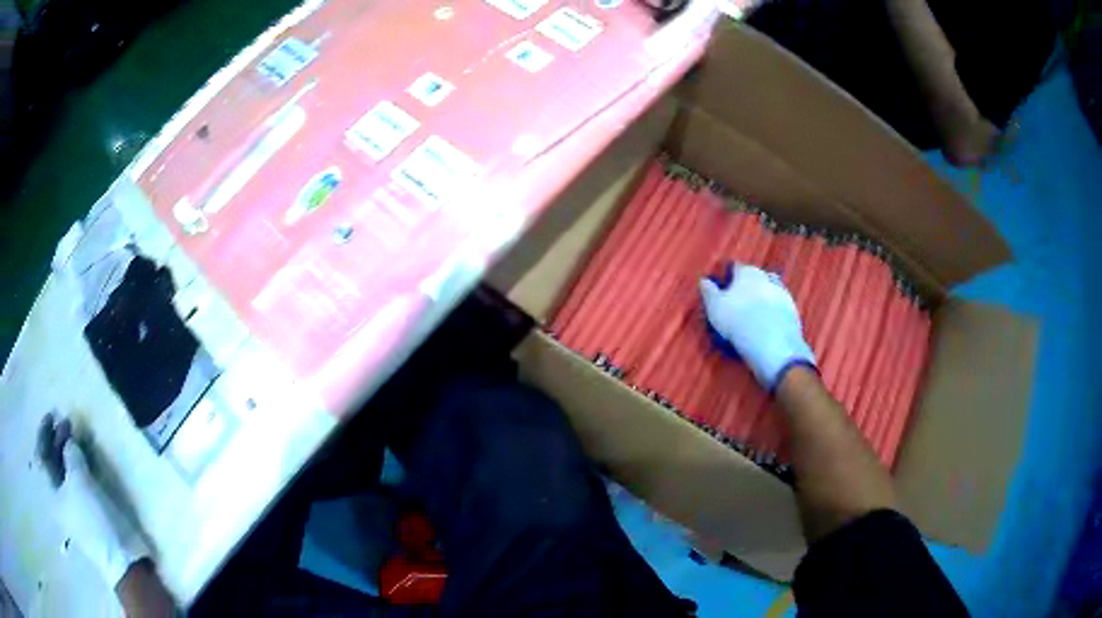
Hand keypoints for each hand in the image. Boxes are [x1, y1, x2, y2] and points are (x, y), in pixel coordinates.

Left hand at [52, 430, 147, 587]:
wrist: (121, 558)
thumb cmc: (93, 518)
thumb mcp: (80, 481)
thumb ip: (71, 455)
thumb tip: (69, 441)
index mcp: (52, 493)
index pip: (41, 456)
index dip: (44, 433)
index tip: (52, 414)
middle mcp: (59, 498)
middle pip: (52, 463)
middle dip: (57, 440)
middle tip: (67, 422)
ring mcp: (74, 507)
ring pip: (65, 472)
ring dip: (68, 452)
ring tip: (77, 437)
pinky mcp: (88, 513)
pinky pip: (77, 481)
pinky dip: (78, 466)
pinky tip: (86, 459)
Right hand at [699, 263, 815, 391]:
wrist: (773, 343)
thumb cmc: (738, 320)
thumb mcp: (715, 307)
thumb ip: (708, 292)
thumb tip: (704, 280)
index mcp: (747, 272)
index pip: (736, 267)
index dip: (729, 277)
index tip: (723, 289)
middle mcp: (767, 277)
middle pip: (756, 277)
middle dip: (749, 286)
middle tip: (739, 302)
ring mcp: (784, 293)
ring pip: (770, 291)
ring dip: (763, 299)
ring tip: (754, 315)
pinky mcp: (794, 311)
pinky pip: (780, 308)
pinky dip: (774, 313)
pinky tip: (768, 325)